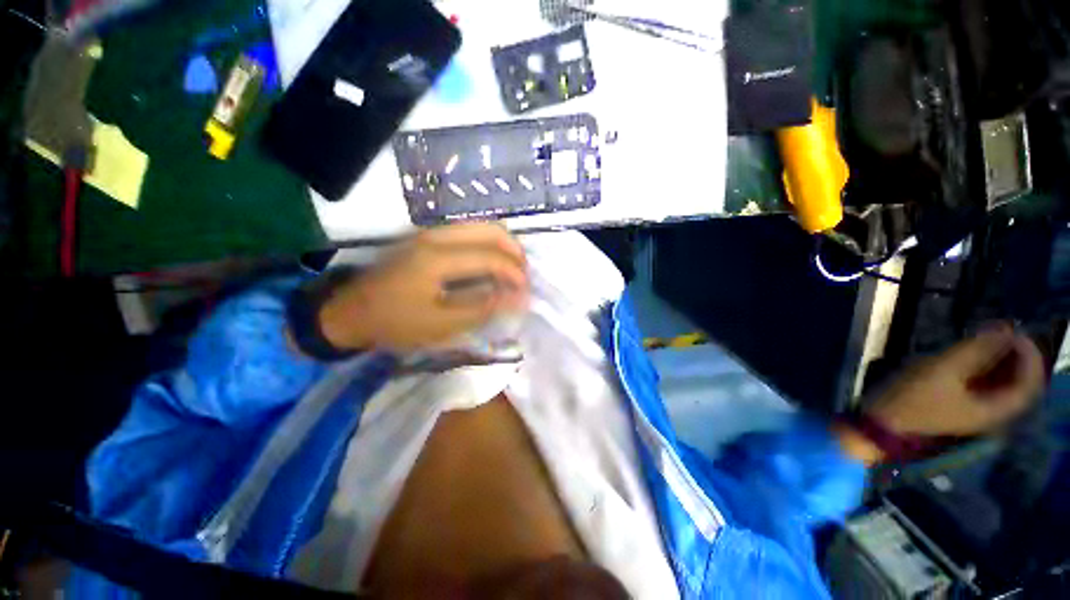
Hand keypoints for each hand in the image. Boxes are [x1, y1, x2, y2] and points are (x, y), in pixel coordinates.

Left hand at [319, 223, 528, 351]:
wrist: (349, 312)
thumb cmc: (395, 323)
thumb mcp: (441, 325)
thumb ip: (482, 308)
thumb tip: (517, 297)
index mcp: (437, 258)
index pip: (491, 256)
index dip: (514, 274)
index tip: (526, 293)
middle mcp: (436, 236)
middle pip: (491, 229)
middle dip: (515, 251)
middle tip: (523, 276)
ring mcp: (430, 232)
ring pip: (481, 226)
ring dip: (503, 246)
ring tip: (512, 271)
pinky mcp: (427, 237)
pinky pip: (468, 232)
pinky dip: (488, 245)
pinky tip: (490, 264)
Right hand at [865, 323, 1045, 436]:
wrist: (883, 424)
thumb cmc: (914, 399)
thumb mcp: (942, 371)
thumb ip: (975, 350)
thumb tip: (1004, 328)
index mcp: (995, 409)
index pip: (1030, 382)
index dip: (1029, 354)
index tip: (1014, 330)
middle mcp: (992, 412)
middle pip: (1018, 382)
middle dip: (1014, 354)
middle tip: (1000, 330)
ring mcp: (975, 410)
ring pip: (1001, 382)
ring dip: (999, 359)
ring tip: (985, 337)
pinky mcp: (959, 405)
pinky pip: (984, 384)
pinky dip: (984, 367)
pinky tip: (970, 354)